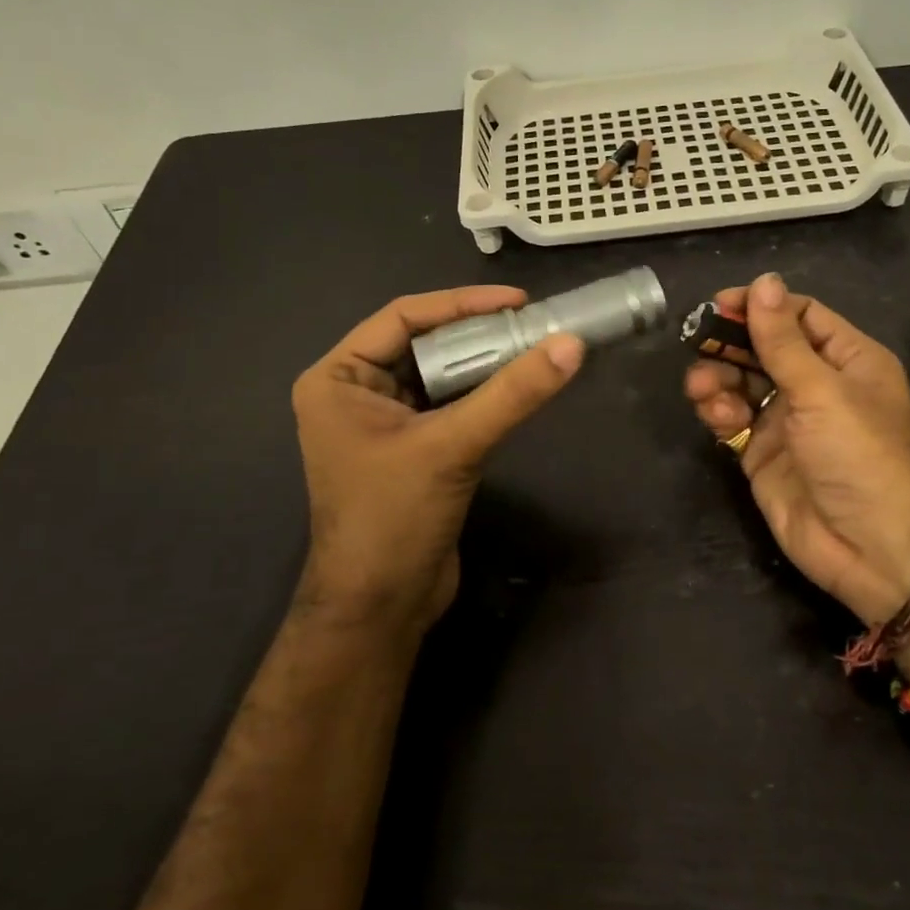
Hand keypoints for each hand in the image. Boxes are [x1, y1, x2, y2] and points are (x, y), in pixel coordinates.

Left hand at [293, 286, 583, 633]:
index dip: (461, 303)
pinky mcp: (411, 449)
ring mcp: (383, 422)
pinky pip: (449, 405)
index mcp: (338, 378)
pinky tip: (518, 387)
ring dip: (483, 363)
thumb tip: (571, 344)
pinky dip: (482, 394)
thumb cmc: (394, 519)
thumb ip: (512, 395)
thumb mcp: (452, 447)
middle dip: (477, 333)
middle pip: (423, 343)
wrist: (380, 608)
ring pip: (440, 375)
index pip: (402, 317)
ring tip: (534, 349)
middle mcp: (354, 392)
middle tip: (533, 325)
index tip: (519, 301)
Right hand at [684, 273, 909, 623]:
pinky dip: (718, 411)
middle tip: (697, 340)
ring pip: (741, 381)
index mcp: (846, 359)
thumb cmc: (859, 456)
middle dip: (730, 343)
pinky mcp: (761, 451)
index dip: (760, 306)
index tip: (720, 303)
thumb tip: (763, 280)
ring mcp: (787, 419)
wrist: (870, 548)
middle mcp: (816, 384)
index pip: (799, 315)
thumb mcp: (822, 390)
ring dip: (717, 377)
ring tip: (701, 386)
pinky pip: (732, 418)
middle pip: (763, 346)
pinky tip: (716, 415)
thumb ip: (782, 339)